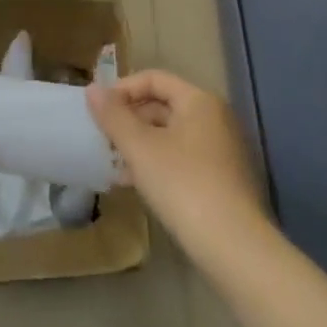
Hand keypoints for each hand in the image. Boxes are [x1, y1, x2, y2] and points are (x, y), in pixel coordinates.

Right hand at [87, 70, 265, 259]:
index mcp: (200, 101)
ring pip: (171, 135)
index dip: (122, 88)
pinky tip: (135, 184)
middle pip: (164, 105)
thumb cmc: (183, 185)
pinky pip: (183, 158)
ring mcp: (222, 150)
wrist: (234, 247)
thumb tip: (92, 89)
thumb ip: (113, 115)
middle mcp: (216, 118)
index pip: (154, 78)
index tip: (97, 110)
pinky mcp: (223, 180)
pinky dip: (157, 163)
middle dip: (130, 119)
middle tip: (102, 137)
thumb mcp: (139, 147)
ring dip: (140, 144)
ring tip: (113, 162)